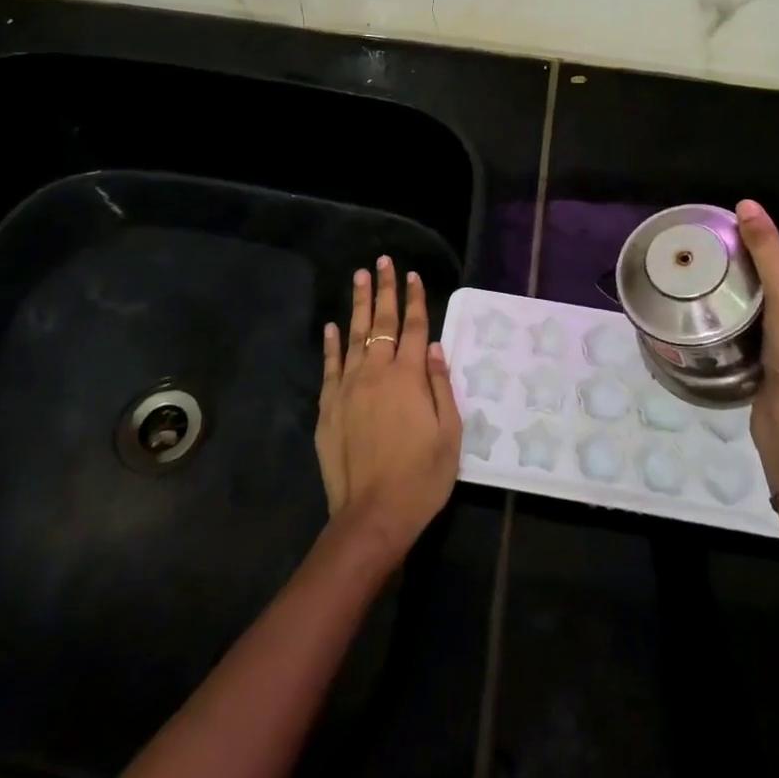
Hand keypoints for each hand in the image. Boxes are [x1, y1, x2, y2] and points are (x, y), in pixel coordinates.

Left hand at [315, 257, 462, 558]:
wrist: (373, 515)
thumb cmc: (422, 477)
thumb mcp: (450, 434)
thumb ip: (441, 386)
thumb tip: (436, 348)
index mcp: (410, 377)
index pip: (416, 327)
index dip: (415, 299)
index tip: (412, 275)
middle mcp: (377, 373)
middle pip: (382, 322)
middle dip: (384, 290)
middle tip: (383, 262)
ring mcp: (349, 388)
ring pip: (354, 336)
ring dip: (357, 305)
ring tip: (359, 277)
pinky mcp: (329, 407)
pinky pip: (330, 366)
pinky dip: (331, 344)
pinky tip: (331, 326)